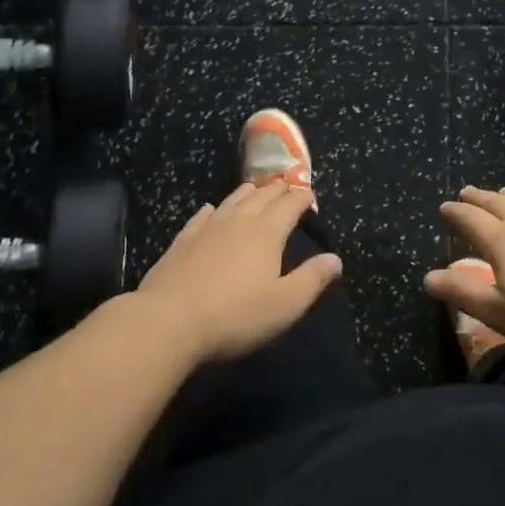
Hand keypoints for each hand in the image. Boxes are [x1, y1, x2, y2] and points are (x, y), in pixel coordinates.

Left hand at [135, 181, 340, 363]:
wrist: (169, 320)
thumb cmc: (235, 315)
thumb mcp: (285, 304)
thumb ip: (312, 279)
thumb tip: (335, 259)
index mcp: (267, 232)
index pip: (290, 205)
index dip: (302, 198)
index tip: (310, 194)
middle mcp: (239, 221)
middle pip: (262, 196)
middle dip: (278, 189)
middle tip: (287, 185)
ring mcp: (207, 228)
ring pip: (232, 200)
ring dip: (248, 192)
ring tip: (256, 189)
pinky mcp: (182, 240)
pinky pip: (202, 216)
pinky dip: (213, 209)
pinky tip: (211, 209)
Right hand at [424, 187, 504, 353]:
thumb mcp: (501, 313)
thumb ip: (463, 293)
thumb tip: (428, 277)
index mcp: (500, 242)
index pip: (470, 220)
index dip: (455, 213)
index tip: (445, 207)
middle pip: (495, 203)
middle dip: (477, 198)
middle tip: (466, 193)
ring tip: (499, 192)